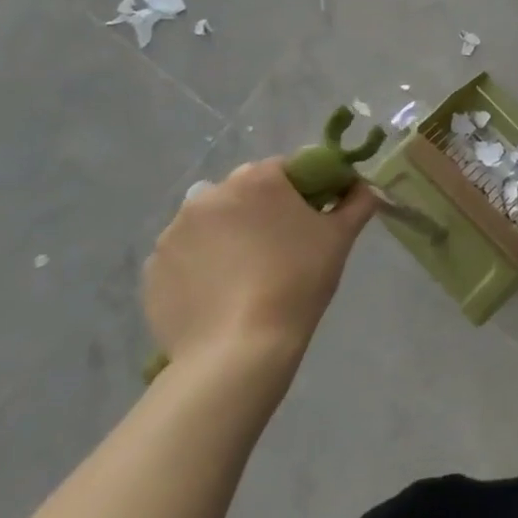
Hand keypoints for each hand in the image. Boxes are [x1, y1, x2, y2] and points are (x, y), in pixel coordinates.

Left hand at [143, 160, 378, 377]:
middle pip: (245, 192)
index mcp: (256, 179)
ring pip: (212, 222)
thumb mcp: (340, 237)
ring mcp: (174, 232)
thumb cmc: (298, 281)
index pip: (286, 168)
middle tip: (283, 246)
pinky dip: (203, 264)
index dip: (304, 190)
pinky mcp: (153, 269)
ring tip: (248, 273)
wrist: (238, 350)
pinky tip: (222, 292)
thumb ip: (357, 201)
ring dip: (229, 235)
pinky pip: (187, 254)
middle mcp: (209, 195)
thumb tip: (363, 187)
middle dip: (262, 210)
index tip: (314, 218)